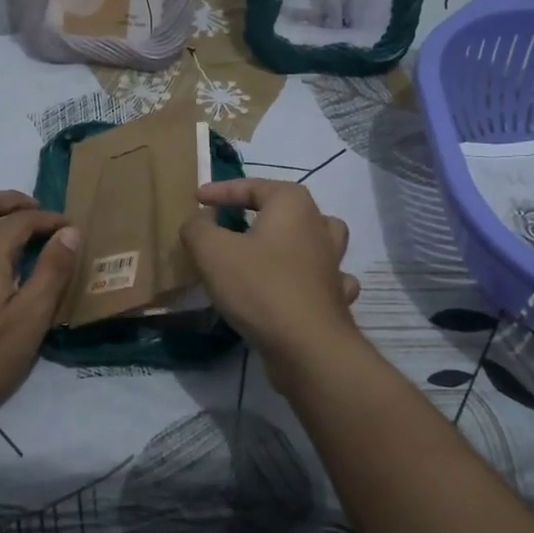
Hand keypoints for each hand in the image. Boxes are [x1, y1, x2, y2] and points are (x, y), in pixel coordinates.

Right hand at [180, 180, 361, 388]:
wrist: (307, 346)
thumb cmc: (259, 287)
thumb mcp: (212, 251)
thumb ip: (198, 227)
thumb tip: (201, 219)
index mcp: (292, 204)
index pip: (252, 186)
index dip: (220, 191)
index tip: (197, 199)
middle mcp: (319, 225)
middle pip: (287, 208)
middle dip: (259, 211)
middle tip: (230, 222)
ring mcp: (333, 262)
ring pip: (316, 238)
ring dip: (294, 239)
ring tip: (271, 248)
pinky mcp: (336, 296)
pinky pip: (323, 277)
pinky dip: (310, 277)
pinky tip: (296, 287)